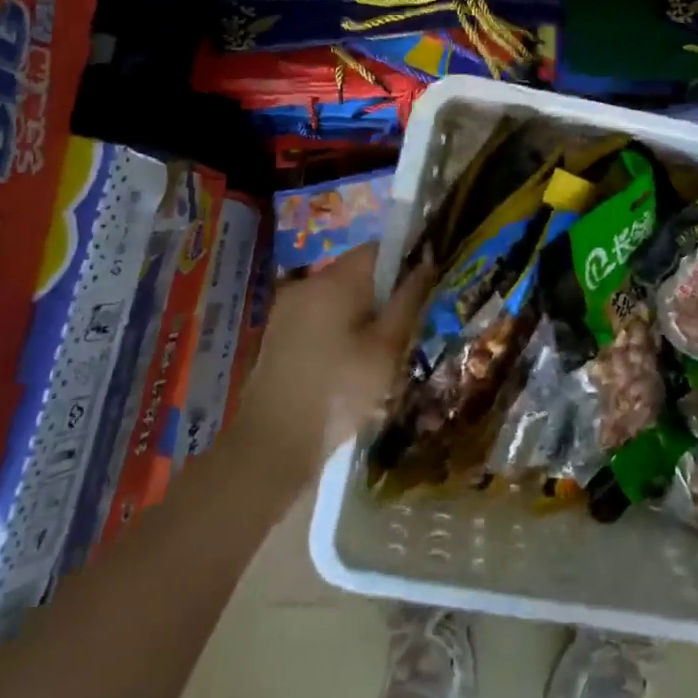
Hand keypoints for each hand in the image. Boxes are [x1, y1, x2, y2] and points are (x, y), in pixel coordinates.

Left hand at [232, 243, 429, 485]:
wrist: (270, 448)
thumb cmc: (338, 392)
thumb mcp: (386, 348)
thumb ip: (408, 300)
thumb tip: (427, 263)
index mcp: (334, 280)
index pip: (378, 249)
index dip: (404, 261)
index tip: (421, 291)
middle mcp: (307, 283)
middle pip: (357, 272)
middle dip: (383, 292)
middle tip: (404, 329)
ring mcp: (287, 309)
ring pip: (338, 296)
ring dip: (361, 313)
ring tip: (379, 353)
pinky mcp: (277, 335)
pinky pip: (319, 316)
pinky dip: (339, 329)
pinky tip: (348, 365)